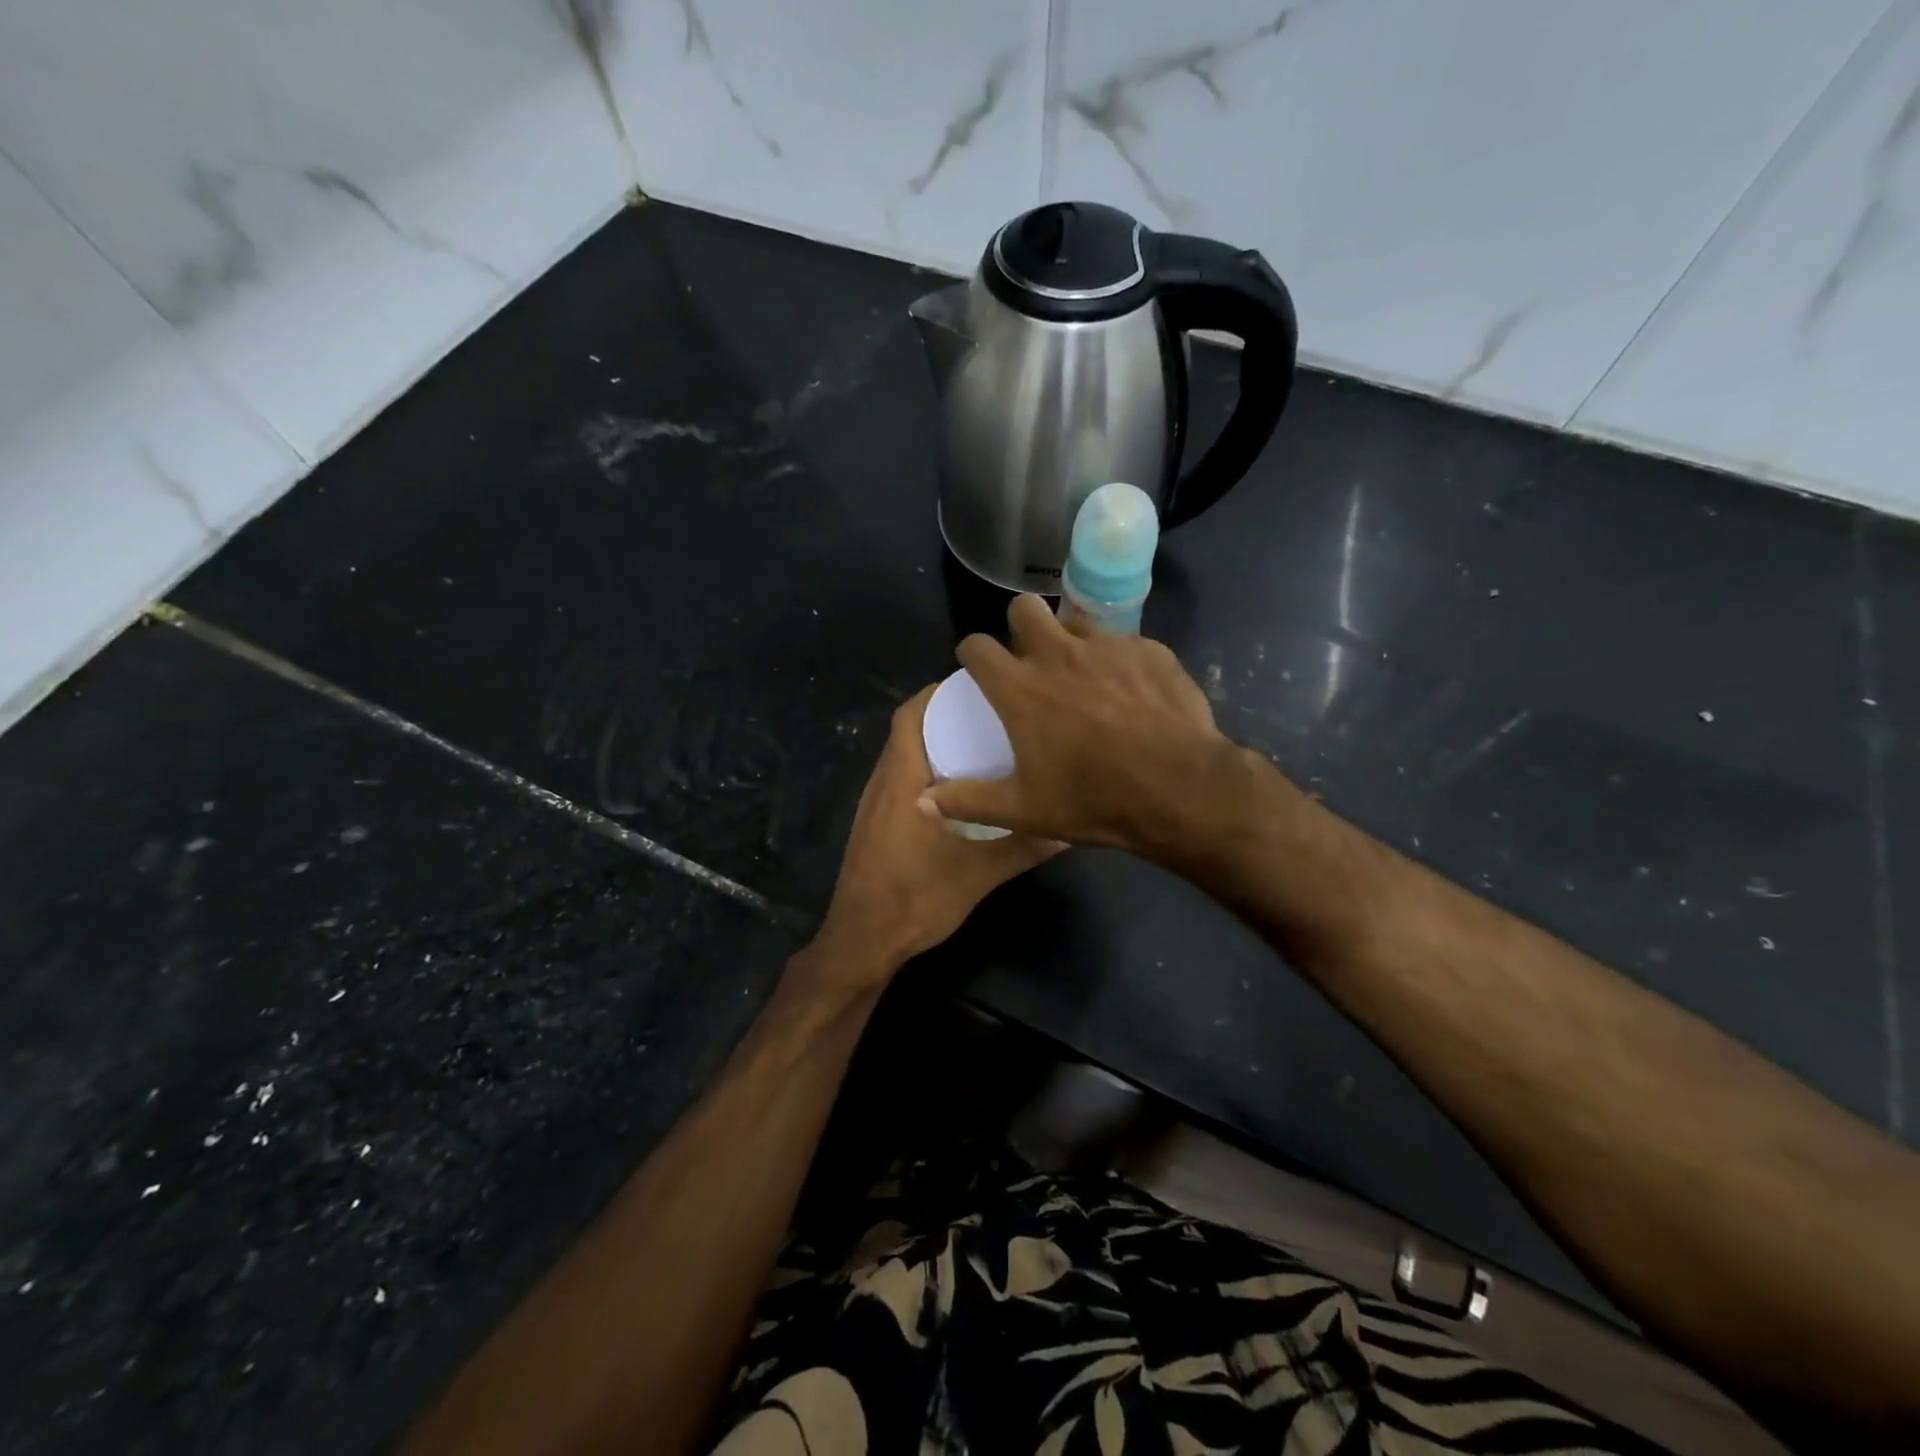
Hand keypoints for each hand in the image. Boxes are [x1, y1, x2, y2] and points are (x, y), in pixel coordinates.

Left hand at [805, 684, 1062, 987]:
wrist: (862, 941)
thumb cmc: (916, 898)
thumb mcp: (979, 873)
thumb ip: (1023, 847)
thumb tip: (1068, 828)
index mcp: (902, 780)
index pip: (909, 716)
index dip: (936, 693)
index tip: (975, 686)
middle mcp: (882, 783)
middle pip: (907, 731)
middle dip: (943, 716)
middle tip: (988, 713)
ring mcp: (873, 806)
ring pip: (902, 758)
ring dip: (934, 744)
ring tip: (979, 743)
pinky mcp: (873, 826)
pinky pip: (899, 781)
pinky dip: (925, 771)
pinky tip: (958, 790)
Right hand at [922, 595, 1231, 856]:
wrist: (1181, 789)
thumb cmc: (1094, 799)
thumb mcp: (1023, 810)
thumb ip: (968, 801)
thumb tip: (922, 802)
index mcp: (1021, 687)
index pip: (977, 646)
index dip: (971, 654)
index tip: (977, 669)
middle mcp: (1059, 654)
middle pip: (1024, 607)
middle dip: (1019, 626)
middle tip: (1030, 660)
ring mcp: (1108, 647)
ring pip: (1076, 622)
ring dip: (1069, 641)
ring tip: (1082, 676)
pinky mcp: (1149, 651)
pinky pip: (1122, 644)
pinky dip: (1116, 661)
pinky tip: (1129, 693)